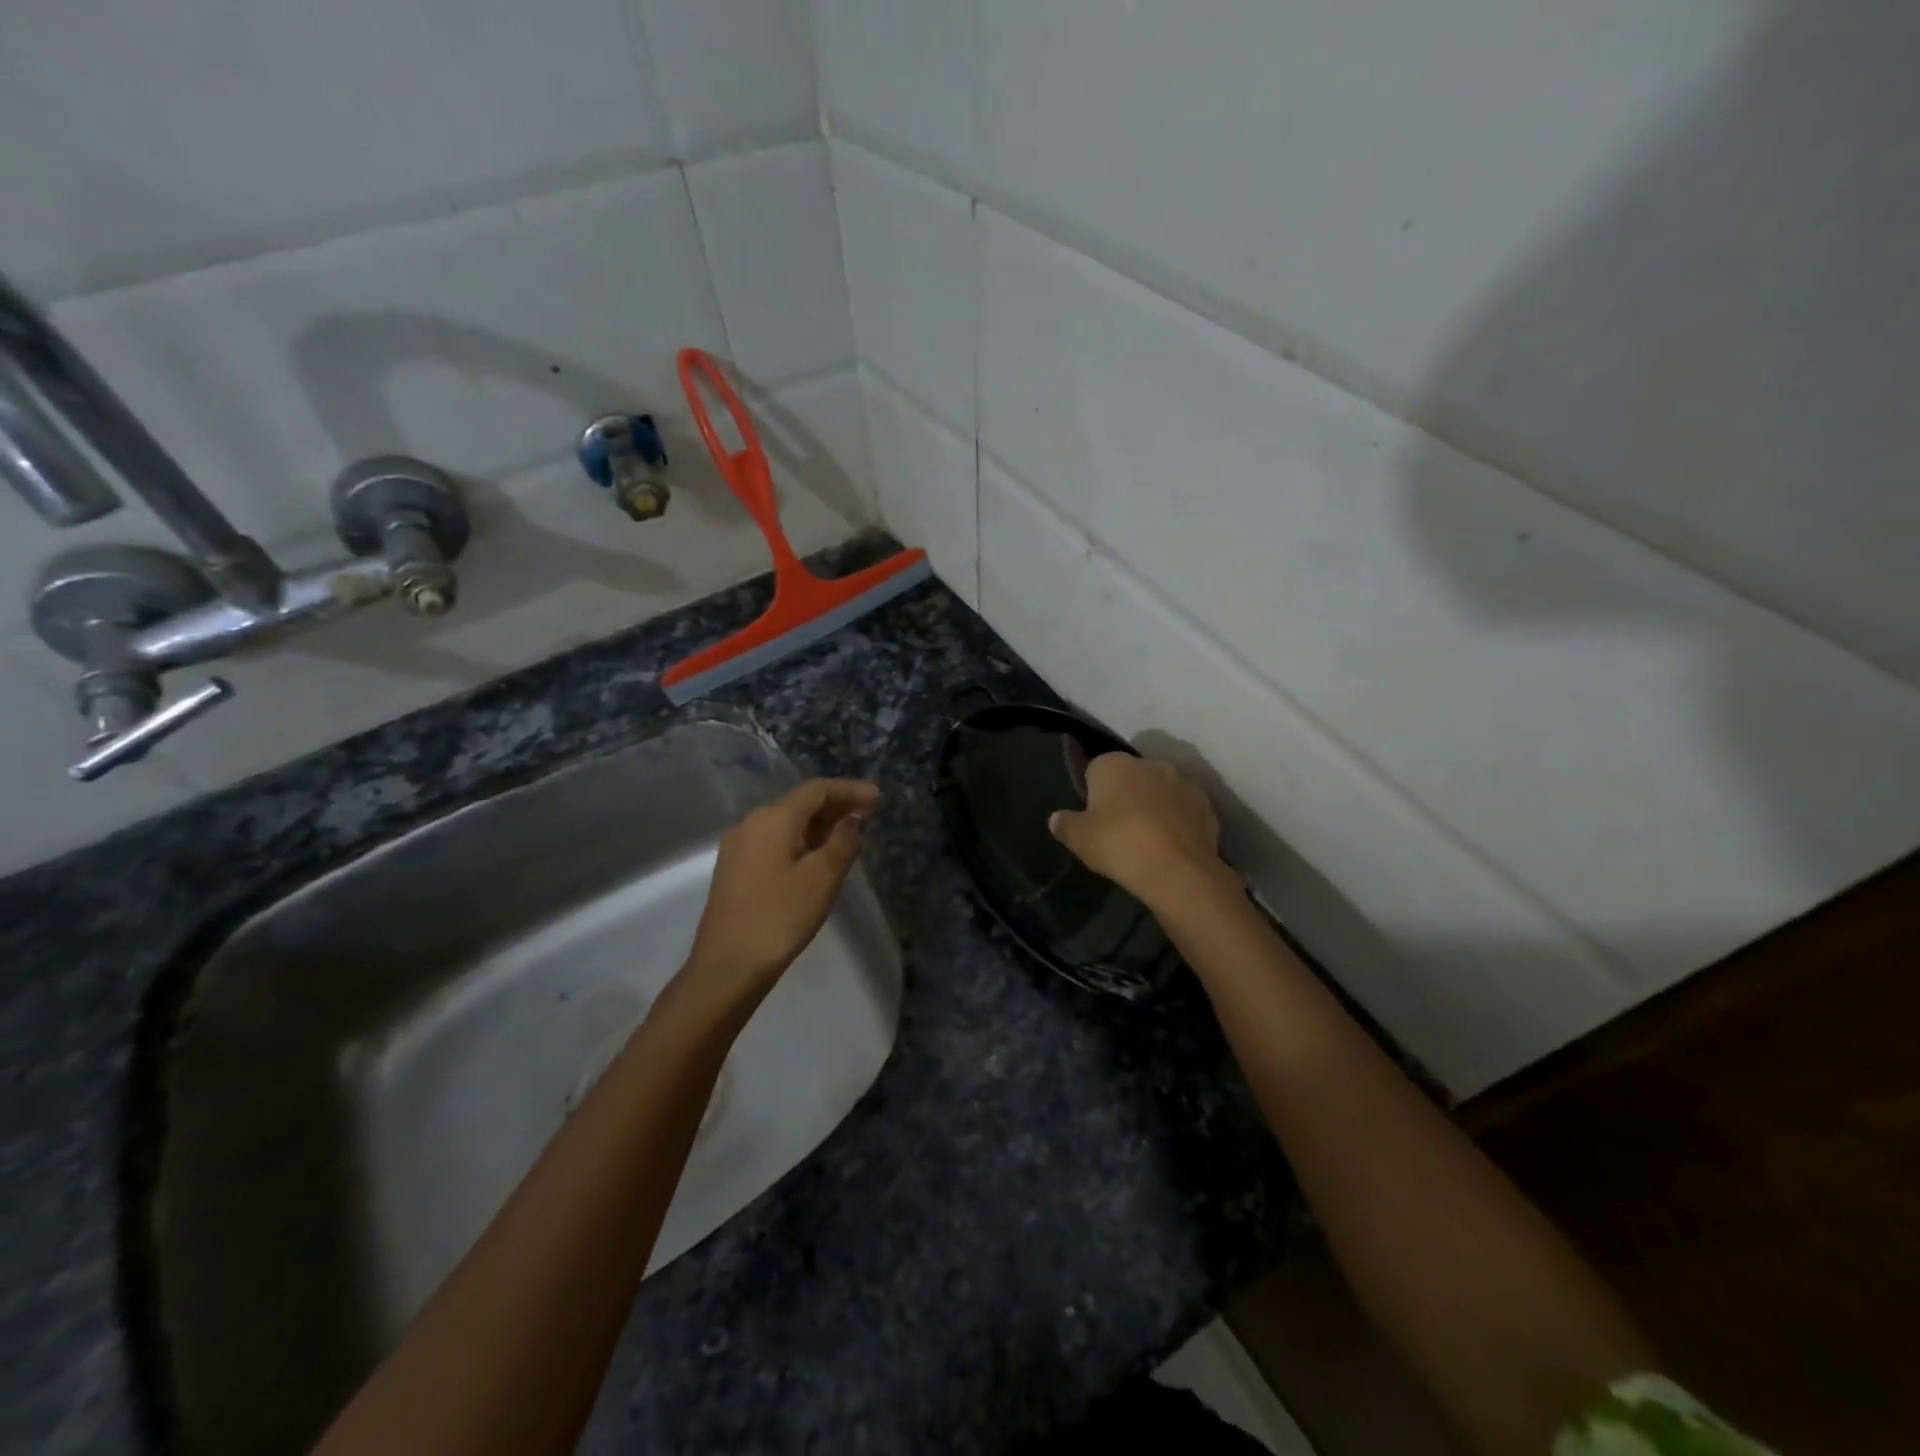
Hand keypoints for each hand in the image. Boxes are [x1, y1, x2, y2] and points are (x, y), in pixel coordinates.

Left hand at [683, 778, 881, 1004]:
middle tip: (871, 814)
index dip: (850, 790)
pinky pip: (775, 841)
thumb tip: (852, 820)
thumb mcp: (822, 878)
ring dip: (820, 824)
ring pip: (787, 823)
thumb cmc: (780, 917)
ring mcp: (739, 847)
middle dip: (836, 806)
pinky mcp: (735, 869)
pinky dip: (802, 841)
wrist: (727, 966)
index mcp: (772, 818)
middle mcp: (751, 823)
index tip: (879, 798)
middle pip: (800, 803)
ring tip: (850, 835)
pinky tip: (819, 856)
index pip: (817, 790)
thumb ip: (843, 842)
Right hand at [1049, 754, 1235, 908]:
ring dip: (1154, 806)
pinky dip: (1178, 821)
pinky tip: (1171, 845)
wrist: (1177, 869)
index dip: (1093, 792)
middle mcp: (1150, 764)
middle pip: (1131, 776)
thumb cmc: (1118, 844)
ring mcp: (1182, 782)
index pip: (1095, 769)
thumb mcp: (1079, 839)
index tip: (1093, 817)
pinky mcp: (1206, 805)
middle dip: (1126, 795)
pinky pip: (1184, 809)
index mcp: (1114, 764)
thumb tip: (1055, 818)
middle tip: (1118, 828)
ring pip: (1160, 791)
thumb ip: (1065, 825)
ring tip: (1148, 839)